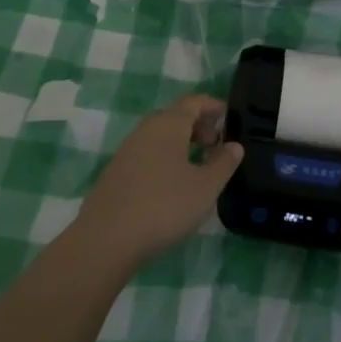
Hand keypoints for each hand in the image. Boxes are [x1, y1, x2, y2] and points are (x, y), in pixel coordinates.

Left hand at [73, 94, 242, 273]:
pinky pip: (146, 154)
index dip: (212, 106)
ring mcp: (127, 151)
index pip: (193, 102)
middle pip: (174, 116)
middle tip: (215, 144)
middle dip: (197, 125)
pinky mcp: (115, 173)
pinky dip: (164, 158)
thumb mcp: (205, 187)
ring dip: (180, 143)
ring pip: (159, 136)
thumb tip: (234, 146)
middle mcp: (145, 130)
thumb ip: (223, 163)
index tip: (228, 116)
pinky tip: (171, 184)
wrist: (106, 239)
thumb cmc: (164, 206)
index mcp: (168, 125)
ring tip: (197, 165)